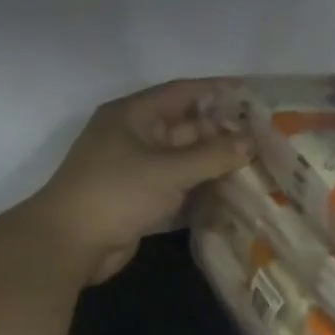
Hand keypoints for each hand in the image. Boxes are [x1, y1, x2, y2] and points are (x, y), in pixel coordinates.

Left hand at [24, 78, 251, 285]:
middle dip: (221, 133)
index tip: (252, 95)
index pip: (182, 92)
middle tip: (262, 139)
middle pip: (185, 128)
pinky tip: (230, 196)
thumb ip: (212, 155)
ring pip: (183, 161)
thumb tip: (251, 141)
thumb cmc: (117, 193)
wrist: (71, 243)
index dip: (217, 91)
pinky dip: (200, 191)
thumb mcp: (168, 170)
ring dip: (214, 165)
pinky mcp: (139, 201)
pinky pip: (176, 189)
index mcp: (133, 115)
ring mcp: (136, 171)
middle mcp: (134, 137)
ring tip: (255, 166)